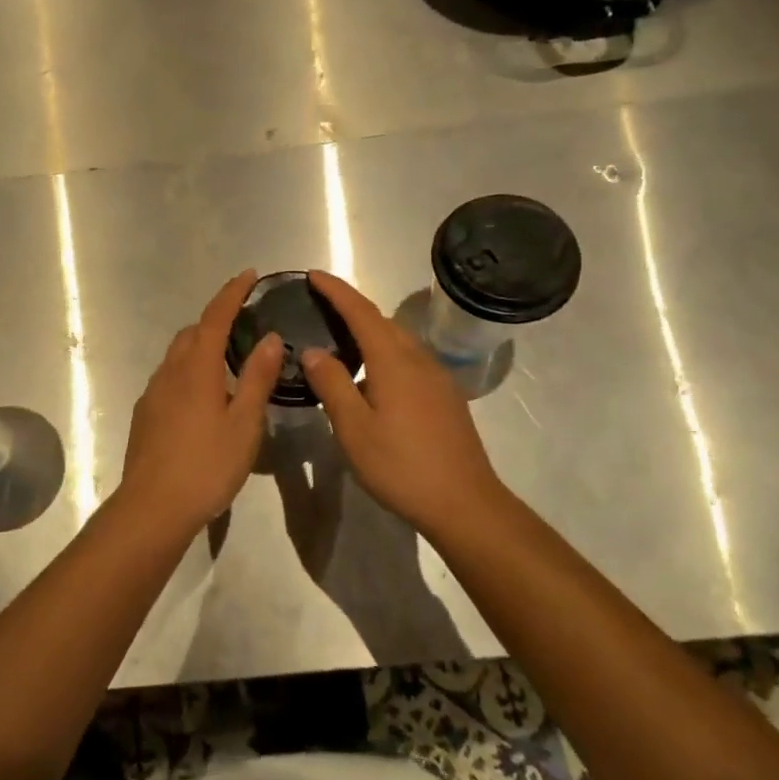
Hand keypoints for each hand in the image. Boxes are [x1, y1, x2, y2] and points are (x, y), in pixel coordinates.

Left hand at [115, 271, 282, 532]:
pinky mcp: (145, 415)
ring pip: (177, 356)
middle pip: (191, 333)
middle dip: (215, 320)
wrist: (152, 507)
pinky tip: (203, 398)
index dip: (231, 293)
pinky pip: (169, 378)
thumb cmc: (206, 465)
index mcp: (196, 368)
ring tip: (227, 362)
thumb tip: (269, 337)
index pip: (215, 317)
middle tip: (243, 324)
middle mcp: (169, 372)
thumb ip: (257, 378)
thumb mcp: (244, 424)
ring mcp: (153, 393)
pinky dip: (188, 371)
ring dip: (200, 346)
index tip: (248, 275)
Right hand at [299, 271, 513, 537]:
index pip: (361, 312)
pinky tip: (372, 373)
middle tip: (320, 304)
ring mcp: (437, 378)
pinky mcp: (445, 396)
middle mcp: (418, 360)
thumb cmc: (402, 466)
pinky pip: (408, 358)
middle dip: (351, 306)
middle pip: (381, 321)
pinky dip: (384, 350)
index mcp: (394, 361)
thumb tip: (313, 350)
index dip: (336, 291)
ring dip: (369, 329)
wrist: (465, 503)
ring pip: (398, 339)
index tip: (313, 275)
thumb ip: (332, 385)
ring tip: (340, 335)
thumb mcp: (355, 429)